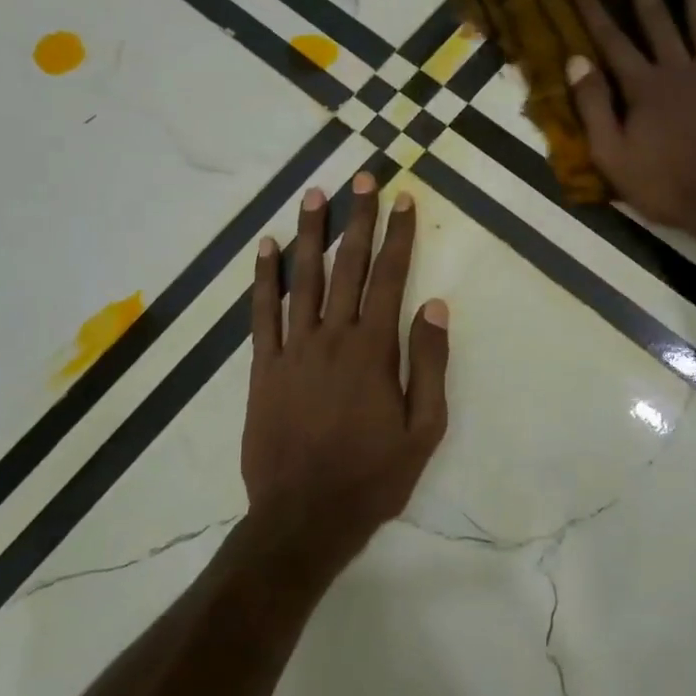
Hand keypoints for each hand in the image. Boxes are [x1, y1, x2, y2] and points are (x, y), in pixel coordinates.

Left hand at [242, 175, 450, 562]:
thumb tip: (434, 306)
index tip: (404, 199)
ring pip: (303, 278)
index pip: (391, 277)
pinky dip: (263, 278)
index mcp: (374, 350)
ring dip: (311, 234)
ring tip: (314, 194)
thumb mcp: (423, 430)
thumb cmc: (372, 477)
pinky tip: (265, 247)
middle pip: (349, 266)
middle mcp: (332, 337)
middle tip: (362, 177)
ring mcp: (292, 350)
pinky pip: (261, 313)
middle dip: (358, 219)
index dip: (399, 235)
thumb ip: (429, 365)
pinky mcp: (262, 368)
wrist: (303, 517)